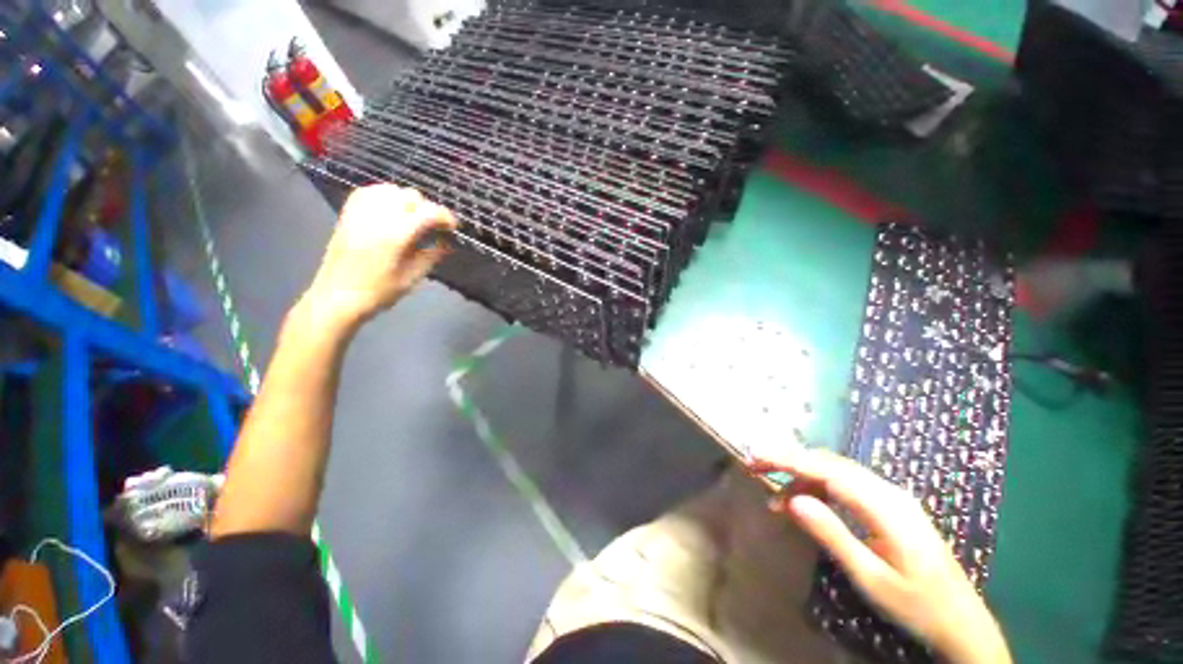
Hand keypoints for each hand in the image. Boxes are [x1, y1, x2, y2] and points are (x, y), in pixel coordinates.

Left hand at [302, 185, 456, 328]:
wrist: (335, 297)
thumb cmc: (377, 292)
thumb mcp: (412, 277)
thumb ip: (432, 256)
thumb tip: (448, 243)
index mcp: (396, 234)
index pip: (428, 212)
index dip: (446, 217)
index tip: (454, 228)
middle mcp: (378, 217)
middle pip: (411, 196)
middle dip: (428, 209)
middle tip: (434, 227)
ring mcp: (360, 212)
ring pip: (391, 189)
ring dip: (408, 201)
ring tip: (414, 218)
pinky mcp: (348, 214)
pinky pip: (370, 192)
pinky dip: (386, 196)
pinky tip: (392, 210)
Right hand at [750, 449, 1010, 663]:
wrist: (963, 623)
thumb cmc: (917, 606)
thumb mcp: (871, 578)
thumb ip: (832, 535)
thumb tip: (793, 500)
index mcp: (886, 507)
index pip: (827, 470)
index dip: (789, 460)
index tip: (757, 459)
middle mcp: (888, 491)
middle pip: (830, 463)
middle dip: (790, 461)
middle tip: (757, 468)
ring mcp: (891, 496)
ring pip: (836, 471)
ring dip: (803, 477)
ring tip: (777, 499)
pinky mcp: (889, 506)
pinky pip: (847, 484)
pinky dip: (820, 487)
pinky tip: (806, 503)